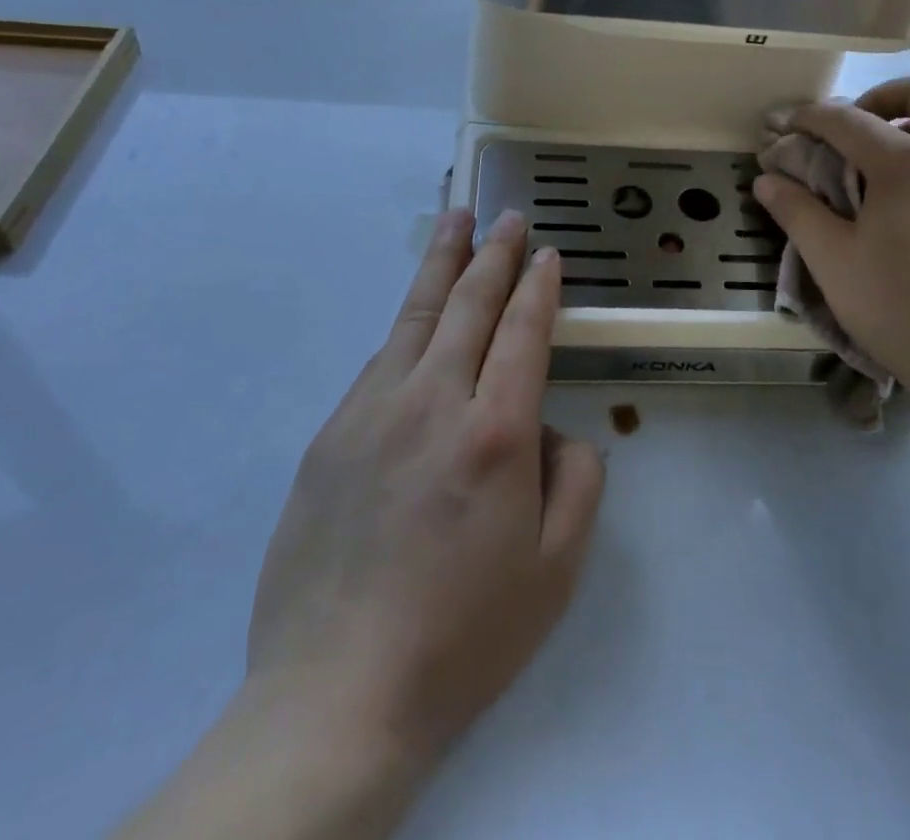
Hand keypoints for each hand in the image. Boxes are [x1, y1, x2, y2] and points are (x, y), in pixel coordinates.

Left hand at [247, 207, 604, 767]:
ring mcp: (373, 412)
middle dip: (493, 254)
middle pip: (470, 306)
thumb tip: (552, 429)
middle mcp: (433, 402)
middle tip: (506, 216)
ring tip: (455, 220)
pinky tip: (418, 316)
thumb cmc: (463, 636)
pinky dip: (408, 325)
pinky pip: (381, 362)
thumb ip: (577, 479)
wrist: (336, 693)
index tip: (546, 253)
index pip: (524, 332)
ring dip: (442, 264)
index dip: (538, 286)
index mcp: (496, 432)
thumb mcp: (557, 568)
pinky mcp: (332, 434)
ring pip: (417, 317)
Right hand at [753, 74, 909, 424]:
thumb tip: (767, 180)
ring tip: (909, 147)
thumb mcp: (833, 262)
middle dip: (885, 96)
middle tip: (859, 126)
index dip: (810, 117)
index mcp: (909, 164)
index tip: (786, 124)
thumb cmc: (902, 310)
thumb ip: (798, 212)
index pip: (849, 121)